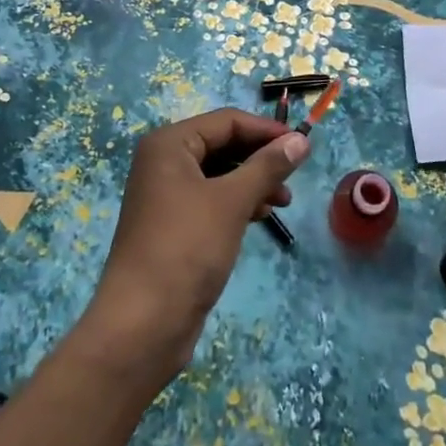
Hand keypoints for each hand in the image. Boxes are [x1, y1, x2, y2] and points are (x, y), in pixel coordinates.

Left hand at [78, 109, 309, 385]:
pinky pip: (211, 198)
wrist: (142, 324)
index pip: (226, 121)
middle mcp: (164, 162)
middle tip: (294, 175)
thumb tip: (301, 140)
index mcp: (169, 144)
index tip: (302, 144)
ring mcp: (166, 194)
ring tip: (283, 200)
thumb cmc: (187, 248)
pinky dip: (237, 202)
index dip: (266, 130)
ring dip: (252, 181)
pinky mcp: (173, 224)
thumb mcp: (232, 202)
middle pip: (222, 144)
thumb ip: (267, 166)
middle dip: (259, 158)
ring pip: (219, 173)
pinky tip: (261, 216)